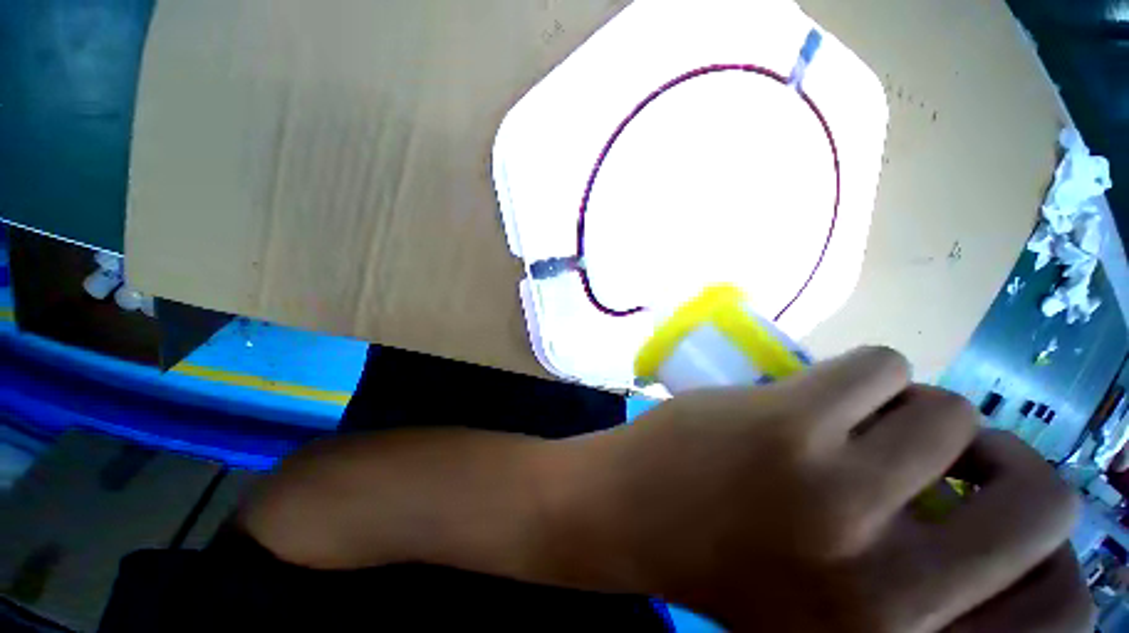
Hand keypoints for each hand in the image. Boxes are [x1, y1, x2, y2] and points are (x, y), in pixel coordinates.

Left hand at [548, 347, 1091, 631]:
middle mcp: (892, 592)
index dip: (1051, 553)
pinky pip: (882, 365)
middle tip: (952, 452)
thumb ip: (927, 587)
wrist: (628, 511)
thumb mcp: (843, 610)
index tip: (1006, 513)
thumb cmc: (731, 563)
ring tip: (857, 423)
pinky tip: (820, 394)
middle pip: (1045, 503)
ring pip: (950, 412)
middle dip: (1004, 463)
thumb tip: (995, 513)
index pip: (1063, 614)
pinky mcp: (789, 425)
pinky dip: (866, 373)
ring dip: (911, 410)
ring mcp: (838, 495)